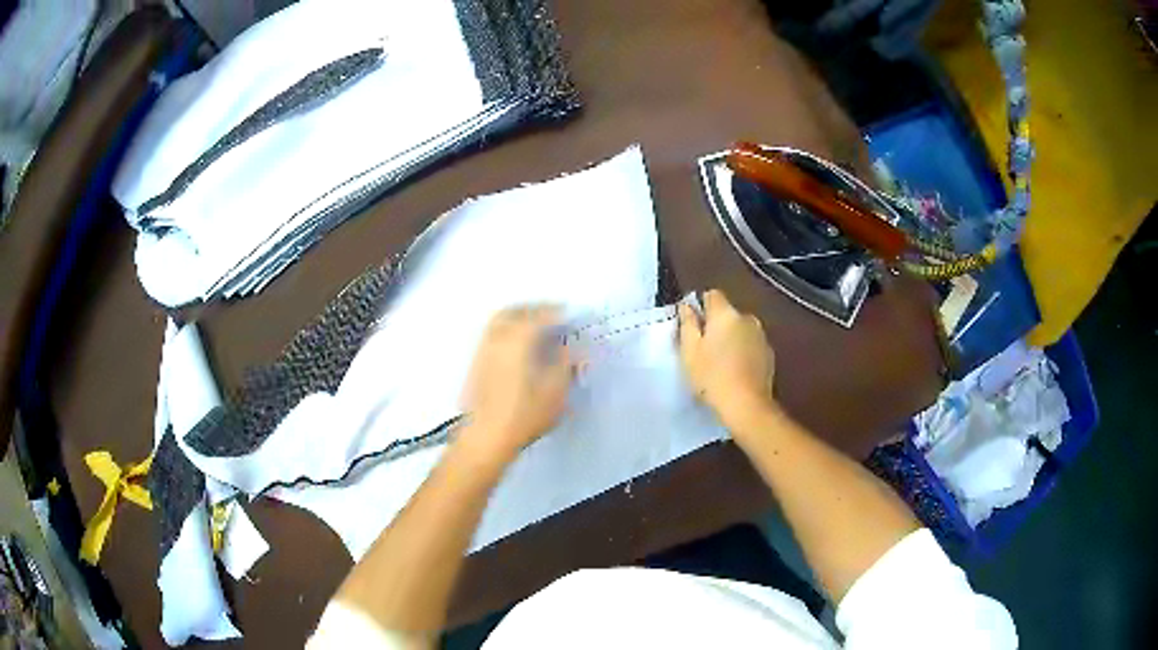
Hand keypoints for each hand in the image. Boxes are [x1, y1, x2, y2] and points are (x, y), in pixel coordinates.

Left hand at [458, 306, 574, 462]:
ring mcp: (482, 350)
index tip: (569, 313)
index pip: (539, 315)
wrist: (486, 437)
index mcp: (518, 339)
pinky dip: (506, 332)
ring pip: (498, 322)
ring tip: (534, 328)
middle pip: (513, 312)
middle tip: (550, 315)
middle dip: (532, 309)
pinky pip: (491, 336)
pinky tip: (517, 347)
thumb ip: (565, 363)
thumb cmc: (525, 414)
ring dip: (517, 318)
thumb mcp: (556, 390)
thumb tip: (571, 348)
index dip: (556, 311)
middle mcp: (497, 338)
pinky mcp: (475, 365)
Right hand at [678, 290, 777, 426]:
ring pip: (741, 329)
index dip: (701, 307)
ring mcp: (761, 336)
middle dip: (717, 325)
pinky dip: (744, 351)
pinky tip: (736, 371)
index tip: (693, 326)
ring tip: (721, 362)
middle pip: (728, 313)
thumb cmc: (712, 376)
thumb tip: (687, 305)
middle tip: (704, 349)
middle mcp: (747, 318)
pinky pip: (751, 345)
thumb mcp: (689, 351)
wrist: (747, 405)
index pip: (712, 295)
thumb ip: (687, 323)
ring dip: (732, 338)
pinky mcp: (769, 354)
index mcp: (725, 313)